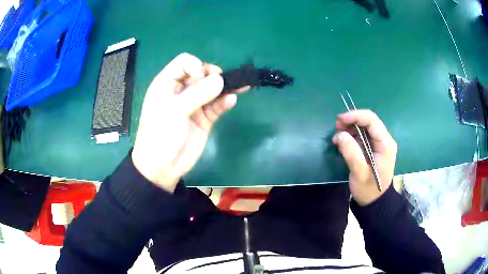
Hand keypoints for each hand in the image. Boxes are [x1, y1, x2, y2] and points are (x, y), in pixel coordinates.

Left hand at [132, 53, 247, 192]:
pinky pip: (217, 106)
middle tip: (219, 85)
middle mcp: (182, 91)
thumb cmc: (160, 134)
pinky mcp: (204, 119)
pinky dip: (225, 102)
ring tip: (241, 86)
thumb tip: (220, 80)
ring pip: (212, 89)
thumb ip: (198, 94)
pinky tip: (232, 101)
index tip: (200, 78)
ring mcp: (194, 105)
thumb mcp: (174, 111)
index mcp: (167, 84)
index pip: (184, 62)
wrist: (162, 166)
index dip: (195, 65)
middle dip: (212, 76)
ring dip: (225, 87)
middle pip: (201, 73)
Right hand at [333, 110, 396, 205]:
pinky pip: (363, 136)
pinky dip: (352, 135)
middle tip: (336, 126)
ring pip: (365, 127)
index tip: (340, 120)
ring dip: (351, 128)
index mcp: (385, 144)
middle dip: (352, 121)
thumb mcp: (359, 173)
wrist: (373, 202)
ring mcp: (379, 144)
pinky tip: (343, 141)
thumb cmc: (368, 189)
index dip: (355, 116)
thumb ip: (351, 153)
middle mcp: (384, 140)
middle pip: (368, 121)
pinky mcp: (373, 148)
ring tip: (337, 135)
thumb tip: (340, 134)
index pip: (371, 120)